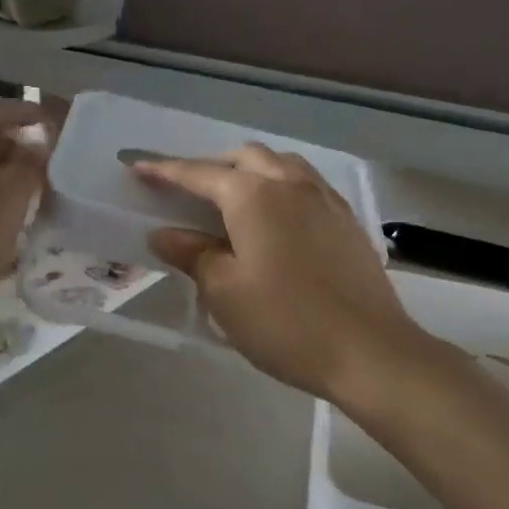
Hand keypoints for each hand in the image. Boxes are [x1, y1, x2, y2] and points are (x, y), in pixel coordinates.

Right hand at [136, 145, 425, 403]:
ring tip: (232, 197)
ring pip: (280, 163)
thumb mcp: (224, 292)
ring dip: (249, 169)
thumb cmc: (286, 323)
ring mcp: (324, 198)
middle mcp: (290, 184)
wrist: (370, 351)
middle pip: (243, 157)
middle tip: (186, 191)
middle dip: (210, 166)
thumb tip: (164, 234)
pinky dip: (279, 184)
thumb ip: (192, 254)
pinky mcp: (346, 218)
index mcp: (253, 196)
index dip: (165, 171)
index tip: (138, 168)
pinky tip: (276, 214)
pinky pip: (305, 182)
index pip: (198, 174)